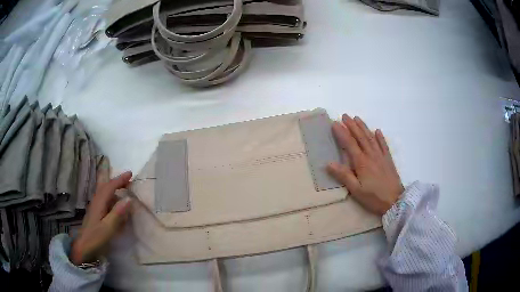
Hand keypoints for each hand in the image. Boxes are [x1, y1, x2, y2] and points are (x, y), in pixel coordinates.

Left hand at [70, 171, 132, 264]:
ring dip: (113, 186)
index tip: (130, 174)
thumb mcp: (108, 228)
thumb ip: (117, 214)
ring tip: (123, 187)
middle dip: (115, 180)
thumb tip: (129, 199)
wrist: (84, 247)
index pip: (110, 187)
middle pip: (104, 185)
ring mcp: (95, 207)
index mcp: (99, 203)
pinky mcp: (96, 213)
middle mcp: (96, 201)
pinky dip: (110, 195)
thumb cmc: (96, 238)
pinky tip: (114, 201)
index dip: (120, 180)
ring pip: (103, 191)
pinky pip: (104, 198)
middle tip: (126, 178)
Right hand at [327, 115, 403, 215]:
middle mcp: (371, 155)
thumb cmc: (374, 197)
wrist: (395, 201)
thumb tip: (329, 163)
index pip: (349, 144)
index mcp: (361, 162)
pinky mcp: (388, 160)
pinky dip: (380, 137)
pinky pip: (384, 145)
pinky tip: (377, 131)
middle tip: (345, 116)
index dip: (342, 133)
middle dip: (352, 125)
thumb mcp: (356, 190)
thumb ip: (344, 175)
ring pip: (371, 138)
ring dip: (364, 127)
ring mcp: (381, 156)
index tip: (335, 123)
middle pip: (360, 137)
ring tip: (357, 118)